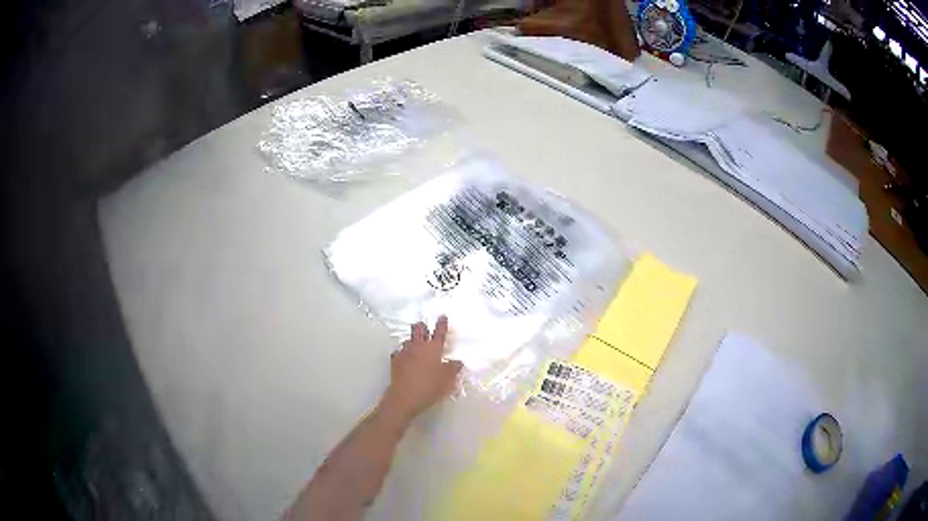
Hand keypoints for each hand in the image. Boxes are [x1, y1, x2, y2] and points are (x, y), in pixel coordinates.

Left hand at [380, 316, 462, 422]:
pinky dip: (402, 353)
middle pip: (419, 330)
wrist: (405, 397)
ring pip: (408, 340)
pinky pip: (399, 352)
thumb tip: (458, 362)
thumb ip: (454, 368)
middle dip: (422, 326)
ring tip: (416, 343)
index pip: (439, 332)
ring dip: (412, 339)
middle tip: (425, 326)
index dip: (442, 324)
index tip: (442, 316)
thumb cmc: (430, 387)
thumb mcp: (448, 380)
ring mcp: (404, 353)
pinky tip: (404, 357)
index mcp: (433, 349)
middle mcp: (418, 347)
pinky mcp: (395, 362)